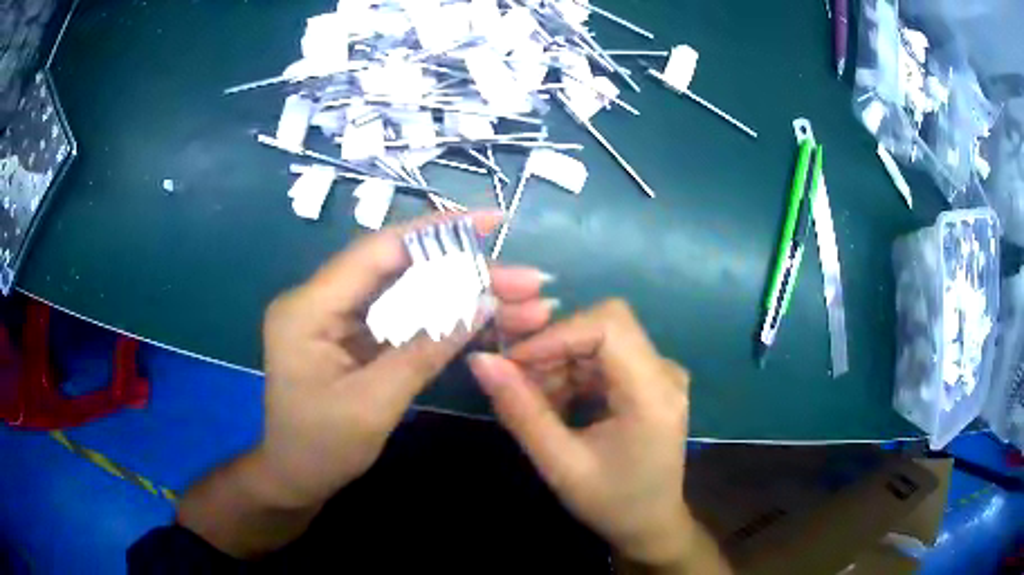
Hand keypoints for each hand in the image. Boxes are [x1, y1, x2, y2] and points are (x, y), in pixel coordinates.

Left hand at [258, 212, 555, 506]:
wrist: (296, 479)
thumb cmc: (321, 449)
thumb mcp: (373, 405)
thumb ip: (424, 350)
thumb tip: (482, 304)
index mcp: (309, 308)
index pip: (378, 251)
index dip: (437, 231)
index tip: (491, 221)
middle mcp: (323, 300)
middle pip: (402, 271)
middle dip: (468, 272)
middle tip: (528, 280)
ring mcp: (340, 319)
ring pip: (410, 294)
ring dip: (465, 297)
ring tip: (524, 304)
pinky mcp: (356, 337)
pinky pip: (405, 320)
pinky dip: (447, 321)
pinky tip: (488, 321)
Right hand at [469, 299, 694, 567]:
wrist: (650, 523)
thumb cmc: (611, 502)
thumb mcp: (560, 465)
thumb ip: (520, 411)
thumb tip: (481, 360)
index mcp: (654, 393)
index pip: (608, 325)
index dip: (556, 334)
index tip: (513, 361)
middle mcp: (665, 371)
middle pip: (604, 325)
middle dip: (554, 347)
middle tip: (518, 382)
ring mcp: (661, 373)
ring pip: (601, 338)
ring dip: (560, 362)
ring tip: (536, 402)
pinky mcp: (651, 380)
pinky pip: (606, 357)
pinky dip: (573, 372)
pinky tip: (557, 405)